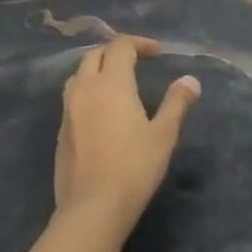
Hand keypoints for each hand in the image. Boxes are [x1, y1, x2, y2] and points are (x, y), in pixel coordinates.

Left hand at [54, 36, 201, 232]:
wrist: (92, 208)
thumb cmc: (134, 167)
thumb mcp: (164, 135)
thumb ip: (176, 103)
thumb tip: (190, 80)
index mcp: (111, 84)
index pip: (120, 47)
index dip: (139, 43)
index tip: (157, 53)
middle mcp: (85, 89)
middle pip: (95, 55)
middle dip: (116, 52)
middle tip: (137, 62)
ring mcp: (67, 110)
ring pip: (78, 75)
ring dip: (97, 70)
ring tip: (117, 82)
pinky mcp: (61, 131)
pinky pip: (72, 98)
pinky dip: (87, 92)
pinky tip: (101, 112)